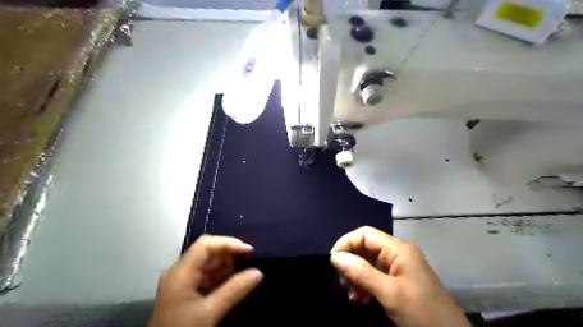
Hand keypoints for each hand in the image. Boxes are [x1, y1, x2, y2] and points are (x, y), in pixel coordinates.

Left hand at [149, 236, 264, 326]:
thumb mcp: (210, 313)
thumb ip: (234, 290)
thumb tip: (258, 273)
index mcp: (181, 272)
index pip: (206, 244)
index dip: (229, 243)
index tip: (249, 251)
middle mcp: (179, 271)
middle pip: (207, 250)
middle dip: (230, 252)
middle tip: (250, 260)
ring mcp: (181, 280)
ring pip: (207, 262)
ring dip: (227, 264)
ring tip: (245, 270)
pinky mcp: (185, 290)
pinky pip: (205, 274)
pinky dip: (221, 274)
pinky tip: (233, 281)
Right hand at [330, 226, 470, 326]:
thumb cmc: (422, 312)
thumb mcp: (389, 293)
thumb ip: (361, 273)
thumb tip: (335, 257)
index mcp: (398, 248)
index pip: (365, 234)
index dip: (346, 243)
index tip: (333, 261)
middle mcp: (398, 252)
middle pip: (366, 247)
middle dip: (350, 262)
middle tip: (342, 281)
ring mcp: (399, 266)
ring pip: (369, 262)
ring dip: (356, 275)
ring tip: (351, 293)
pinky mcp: (399, 279)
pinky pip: (375, 274)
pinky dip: (365, 284)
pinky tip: (360, 297)